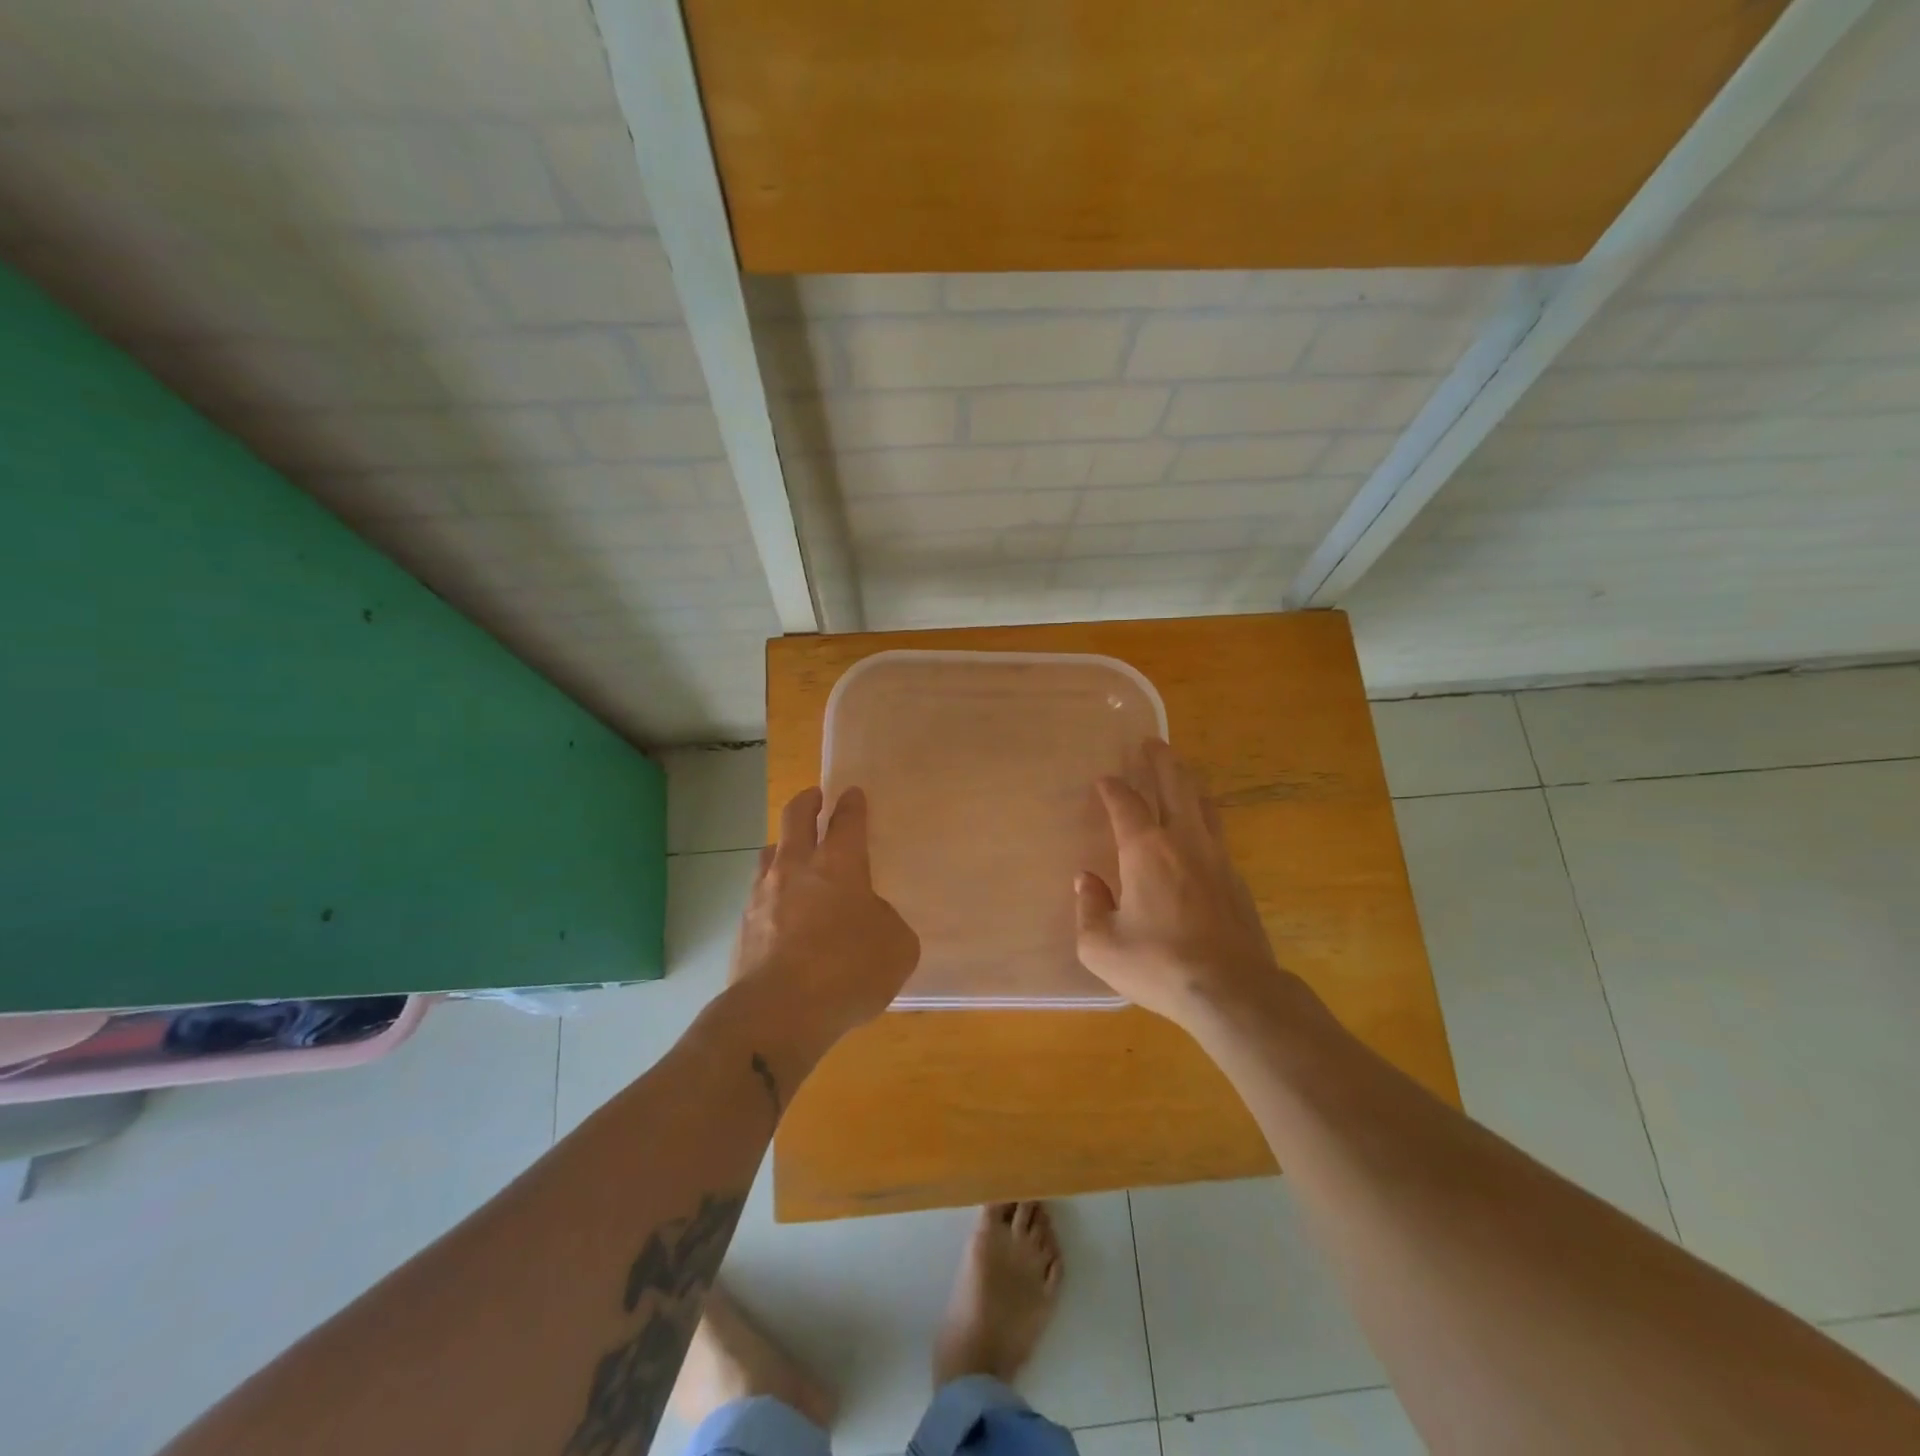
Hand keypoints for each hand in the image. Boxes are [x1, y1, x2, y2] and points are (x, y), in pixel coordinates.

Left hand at [730, 785, 919, 1041]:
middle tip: (814, 797)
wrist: (777, 1013)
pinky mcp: (743, 926)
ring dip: (783, 845)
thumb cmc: (847, 971)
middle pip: (796, 817)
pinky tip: (781, 912)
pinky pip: (758, 894)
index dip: (851, 804)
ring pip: (769, 852)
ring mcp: (762, 895)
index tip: (851, 793)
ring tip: (792, 855)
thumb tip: (870, 918)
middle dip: (807, 801)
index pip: (846, 820)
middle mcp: (796, 868)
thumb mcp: (896, 947)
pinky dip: (772, 893)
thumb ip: (887, 922)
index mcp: (839, 864)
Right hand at [1075, 739, 1290, 1029]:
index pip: (1126, 803)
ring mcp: (1216, 857)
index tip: (1104, 780)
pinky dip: (1204, 816)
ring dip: (1188, 782)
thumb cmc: (1159, 965)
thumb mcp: (1101, 946)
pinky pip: (1217, 832)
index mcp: (1145, 850)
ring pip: (1204, 804)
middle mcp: (1183, 841)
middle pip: (1175, 785)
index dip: (1113, 787)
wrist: (1232, 991)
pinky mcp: (1237, 879)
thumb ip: (1088, 909)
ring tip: (1180, 772)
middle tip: (1153, 742)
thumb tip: (1087, 881)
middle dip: (1162, 760)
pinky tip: (1200, 828)